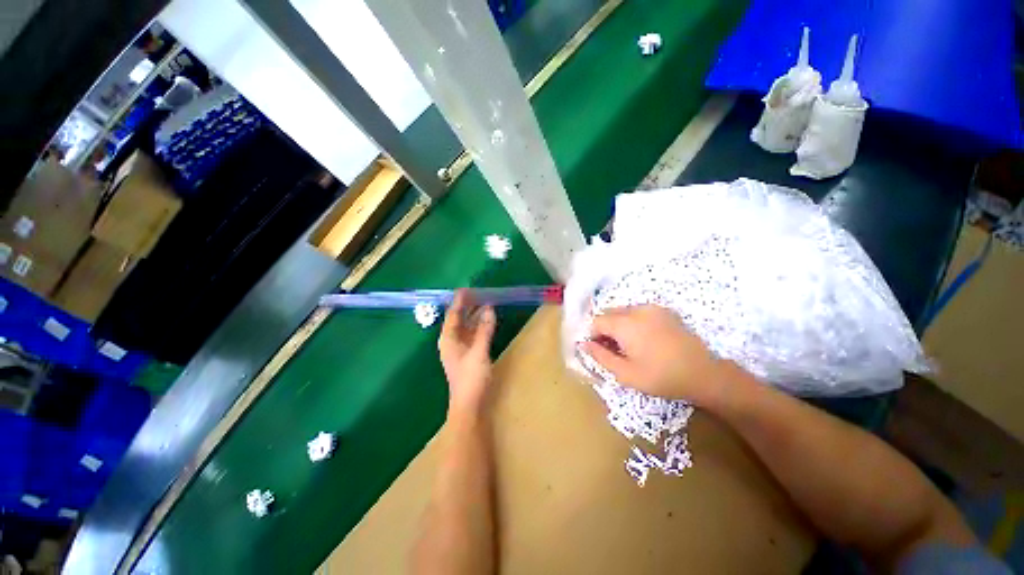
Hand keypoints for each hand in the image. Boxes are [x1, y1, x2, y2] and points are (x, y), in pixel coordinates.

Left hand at [438, 289, 496, 419]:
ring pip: (467, 326)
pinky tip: (488, 320)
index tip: (467, 288)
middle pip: (459, 319)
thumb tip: (489, 309)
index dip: (460, 301)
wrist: (470, 405)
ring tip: (486, 302)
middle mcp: (452, 341)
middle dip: (468, 306)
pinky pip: (474, 334)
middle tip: (480, 293)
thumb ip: (484, 330)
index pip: (453, 314)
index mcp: (448, 339)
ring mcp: (461, 348)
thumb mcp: (478, 352)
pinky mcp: (469, 354)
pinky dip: (480, 326)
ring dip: (475, 315)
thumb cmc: (470, 379)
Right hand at [581, 305, 722, 404]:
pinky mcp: (664, 311)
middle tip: (613, 349)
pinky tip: (644, 339)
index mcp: (625, 324)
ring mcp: (652, 308)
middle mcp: (636, 310)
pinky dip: (633, 322)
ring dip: (618, 325)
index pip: (596, 321)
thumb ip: (600, 356)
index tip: (599, 350)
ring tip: (629, 346)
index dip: (593, 335)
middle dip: (605, 329)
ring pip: (623, 311)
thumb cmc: (661, 377)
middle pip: (609, 313)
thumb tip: (584, 344)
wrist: (704, 374)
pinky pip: (638, 312)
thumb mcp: (626, 374)